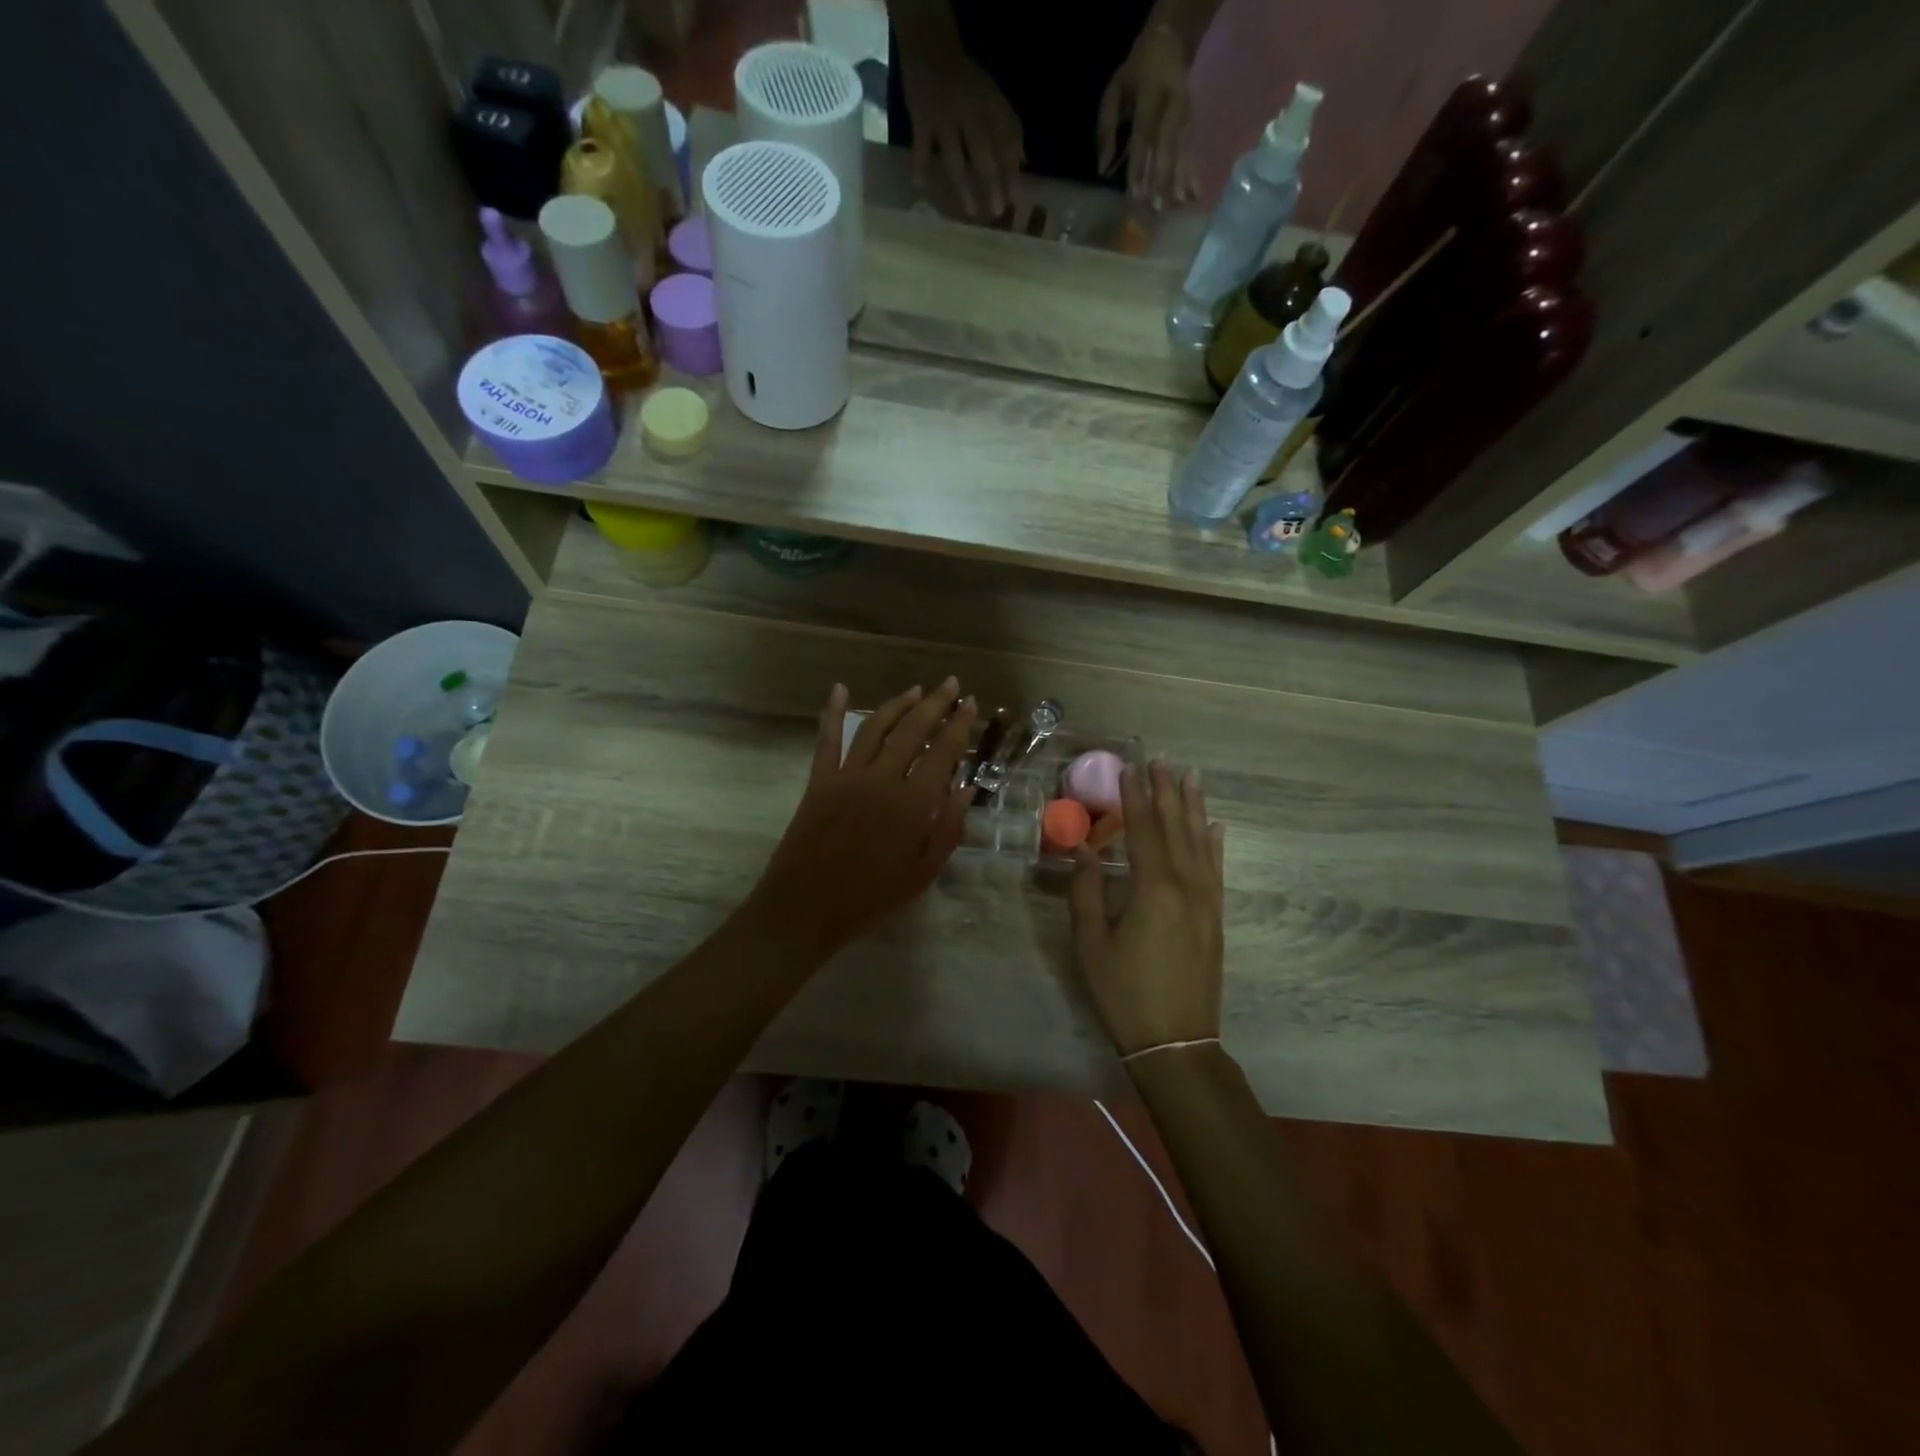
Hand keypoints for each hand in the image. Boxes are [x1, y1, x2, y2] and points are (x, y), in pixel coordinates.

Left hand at [750, 680, 976, 957]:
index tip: (971, 704)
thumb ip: (948, 829)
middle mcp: (882, 779)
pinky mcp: (819, 780)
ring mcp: (847, 776)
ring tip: (916, 690)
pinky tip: (839, 690)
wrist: (806, 909)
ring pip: (875, 727)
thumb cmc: (870, 898)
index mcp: (912, 804)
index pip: (943, 752)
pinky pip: (827, 739)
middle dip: (935, 703)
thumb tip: (967, 789)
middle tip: (951, 684)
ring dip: (897, 704)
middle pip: (912, 730)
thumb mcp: (922, 874)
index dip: (959, 725)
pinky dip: (832, 712)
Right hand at [899, 44, 1024, 215]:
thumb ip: (1008, 128)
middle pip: (983, 152)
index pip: (1006, 139)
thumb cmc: (966, 81)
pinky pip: (921, 148)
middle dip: (991, 183)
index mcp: (989, 104)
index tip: (1017, 199)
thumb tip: (1024, 163)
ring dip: (964, 187)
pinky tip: (919, 186)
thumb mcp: (992, 97)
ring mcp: (943, 116)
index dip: (1012, 169)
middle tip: (998, 211)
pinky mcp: (920, 118)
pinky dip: (919, 167)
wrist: (930, 46)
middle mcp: (969, 111)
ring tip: (971, 211)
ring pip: (955, 158)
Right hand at [1069, 760, 1223, 1056]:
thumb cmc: (1124, 992)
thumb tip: (1086, 849)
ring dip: (1193, 807)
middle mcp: (1185, 885)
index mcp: (1152, 888)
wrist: (1176, 1042)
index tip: (1128, 768)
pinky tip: (1216, 825)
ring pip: (1200, 842)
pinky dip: (1215, 843)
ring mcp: (1206, 900)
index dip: (1133, 797)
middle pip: (1175, 828)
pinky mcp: (1215, 916)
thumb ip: (1087, 891)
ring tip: (1190, 776)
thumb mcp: (1091, 943)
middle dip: (1166, 791)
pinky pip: (1216, 868)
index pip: (1142, 830)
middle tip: (1161, 760)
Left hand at [1096, 23, 1197, 208]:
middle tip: (1157, 207)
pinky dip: (1192, 174)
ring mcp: (1186, 115)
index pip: (1143, 135)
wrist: (1171, 42)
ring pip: (1182, 150)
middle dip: (1162, 178)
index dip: (1139, 165)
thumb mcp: (1115, 91)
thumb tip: (1103, 170)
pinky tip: (1194, 195)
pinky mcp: (1193, 123)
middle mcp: (1172, 106)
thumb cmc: (1136, 74)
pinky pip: (1191, 151)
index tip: (1135, 194)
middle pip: (1167, 146)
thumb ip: (1107, 129)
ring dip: (1180, 180)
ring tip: (1178, 206)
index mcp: (1151, 94)